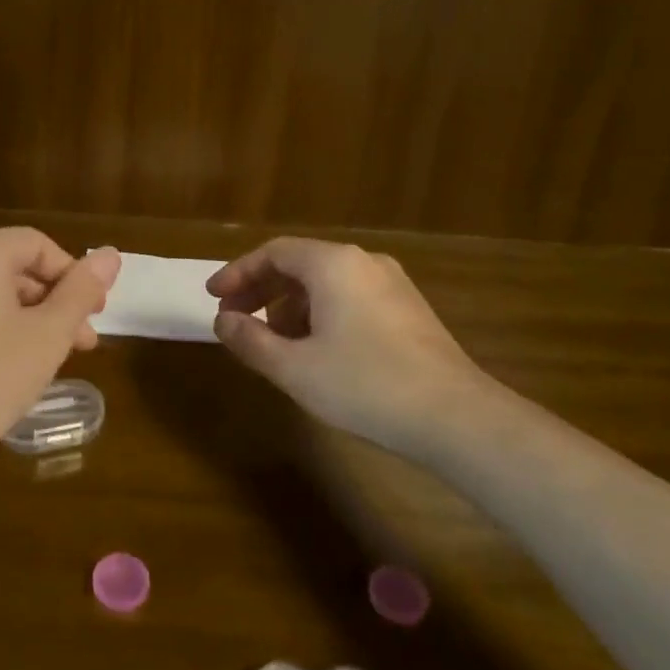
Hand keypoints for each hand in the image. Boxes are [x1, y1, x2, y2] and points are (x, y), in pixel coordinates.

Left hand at [0, 229, 120, 477]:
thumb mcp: (48, 334)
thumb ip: (81, 290)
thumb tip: (111, 254)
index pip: (36, 245)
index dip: (73, 274)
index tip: (94, 314)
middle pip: (12, 268)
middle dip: (54, 302)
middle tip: (82, 342)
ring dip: (28, 319)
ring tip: (51, 360)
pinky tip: (10, 369)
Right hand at [207, 238, 484, 449]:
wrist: (455, 417)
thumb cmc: (365, 385)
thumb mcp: (294, 367)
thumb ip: (250, 340)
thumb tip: (222, 321)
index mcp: (333, 265)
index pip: (273, 253)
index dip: (238, 273)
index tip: (213, 298)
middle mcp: (364, 263)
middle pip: (299, 264)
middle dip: (261, 290)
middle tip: (234, 320)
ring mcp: (392, 284)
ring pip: (326, 283)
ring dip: (290, 305)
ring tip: (272, 341)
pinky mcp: (409, 309)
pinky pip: (350, 297)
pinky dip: (320, 314)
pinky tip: (316, 350)